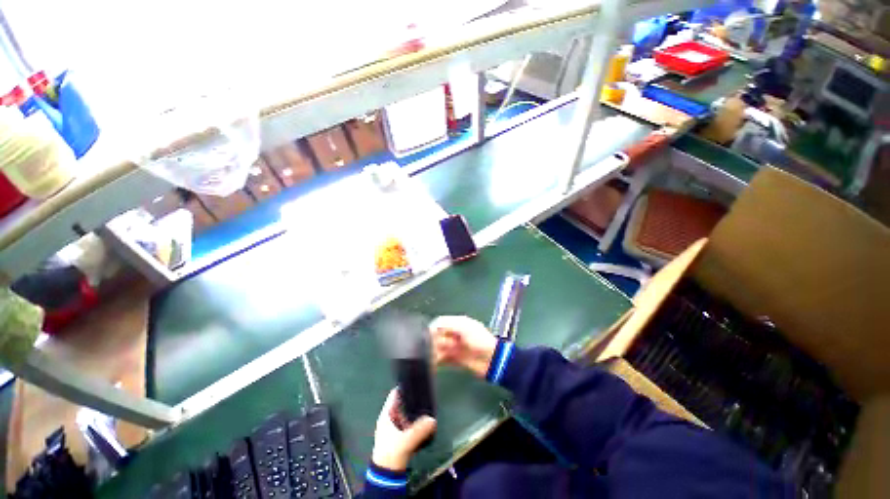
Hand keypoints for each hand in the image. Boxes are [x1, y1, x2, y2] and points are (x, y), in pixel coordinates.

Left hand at [372, 389, 436, 471]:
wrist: (386, 474)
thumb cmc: (391, 453)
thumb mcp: (406, 440)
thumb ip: (419, 429)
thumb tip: (432, 419)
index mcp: (386, 415)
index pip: (394, 395)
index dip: (403, 388)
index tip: (415, 384)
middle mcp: (388, 419)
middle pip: (401, 404)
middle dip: (411, 400)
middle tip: (423, 395)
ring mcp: (393, 427)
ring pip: (404, 413)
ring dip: (413, 411)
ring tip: (425, 405)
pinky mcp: (398, 436)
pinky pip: (407, 422)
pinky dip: (413, 420)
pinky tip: (422, 421)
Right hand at [430, 316, 497, 378]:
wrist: (492, 360)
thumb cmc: (479, 339)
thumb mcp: (464, 327)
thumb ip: (447, 324)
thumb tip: (432, 326)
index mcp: (458, 323)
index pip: (440, 323)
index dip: (433, 328)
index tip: (426, 335)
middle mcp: (454, 334)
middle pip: (437, 336)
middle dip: (434, 341)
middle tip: (432, 347)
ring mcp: (454, 347)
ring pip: (438, 348)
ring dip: (434, 352)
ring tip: (432, 356)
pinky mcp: (454, 360)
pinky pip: (441, 360)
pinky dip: (436, 362)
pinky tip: (432, 364)